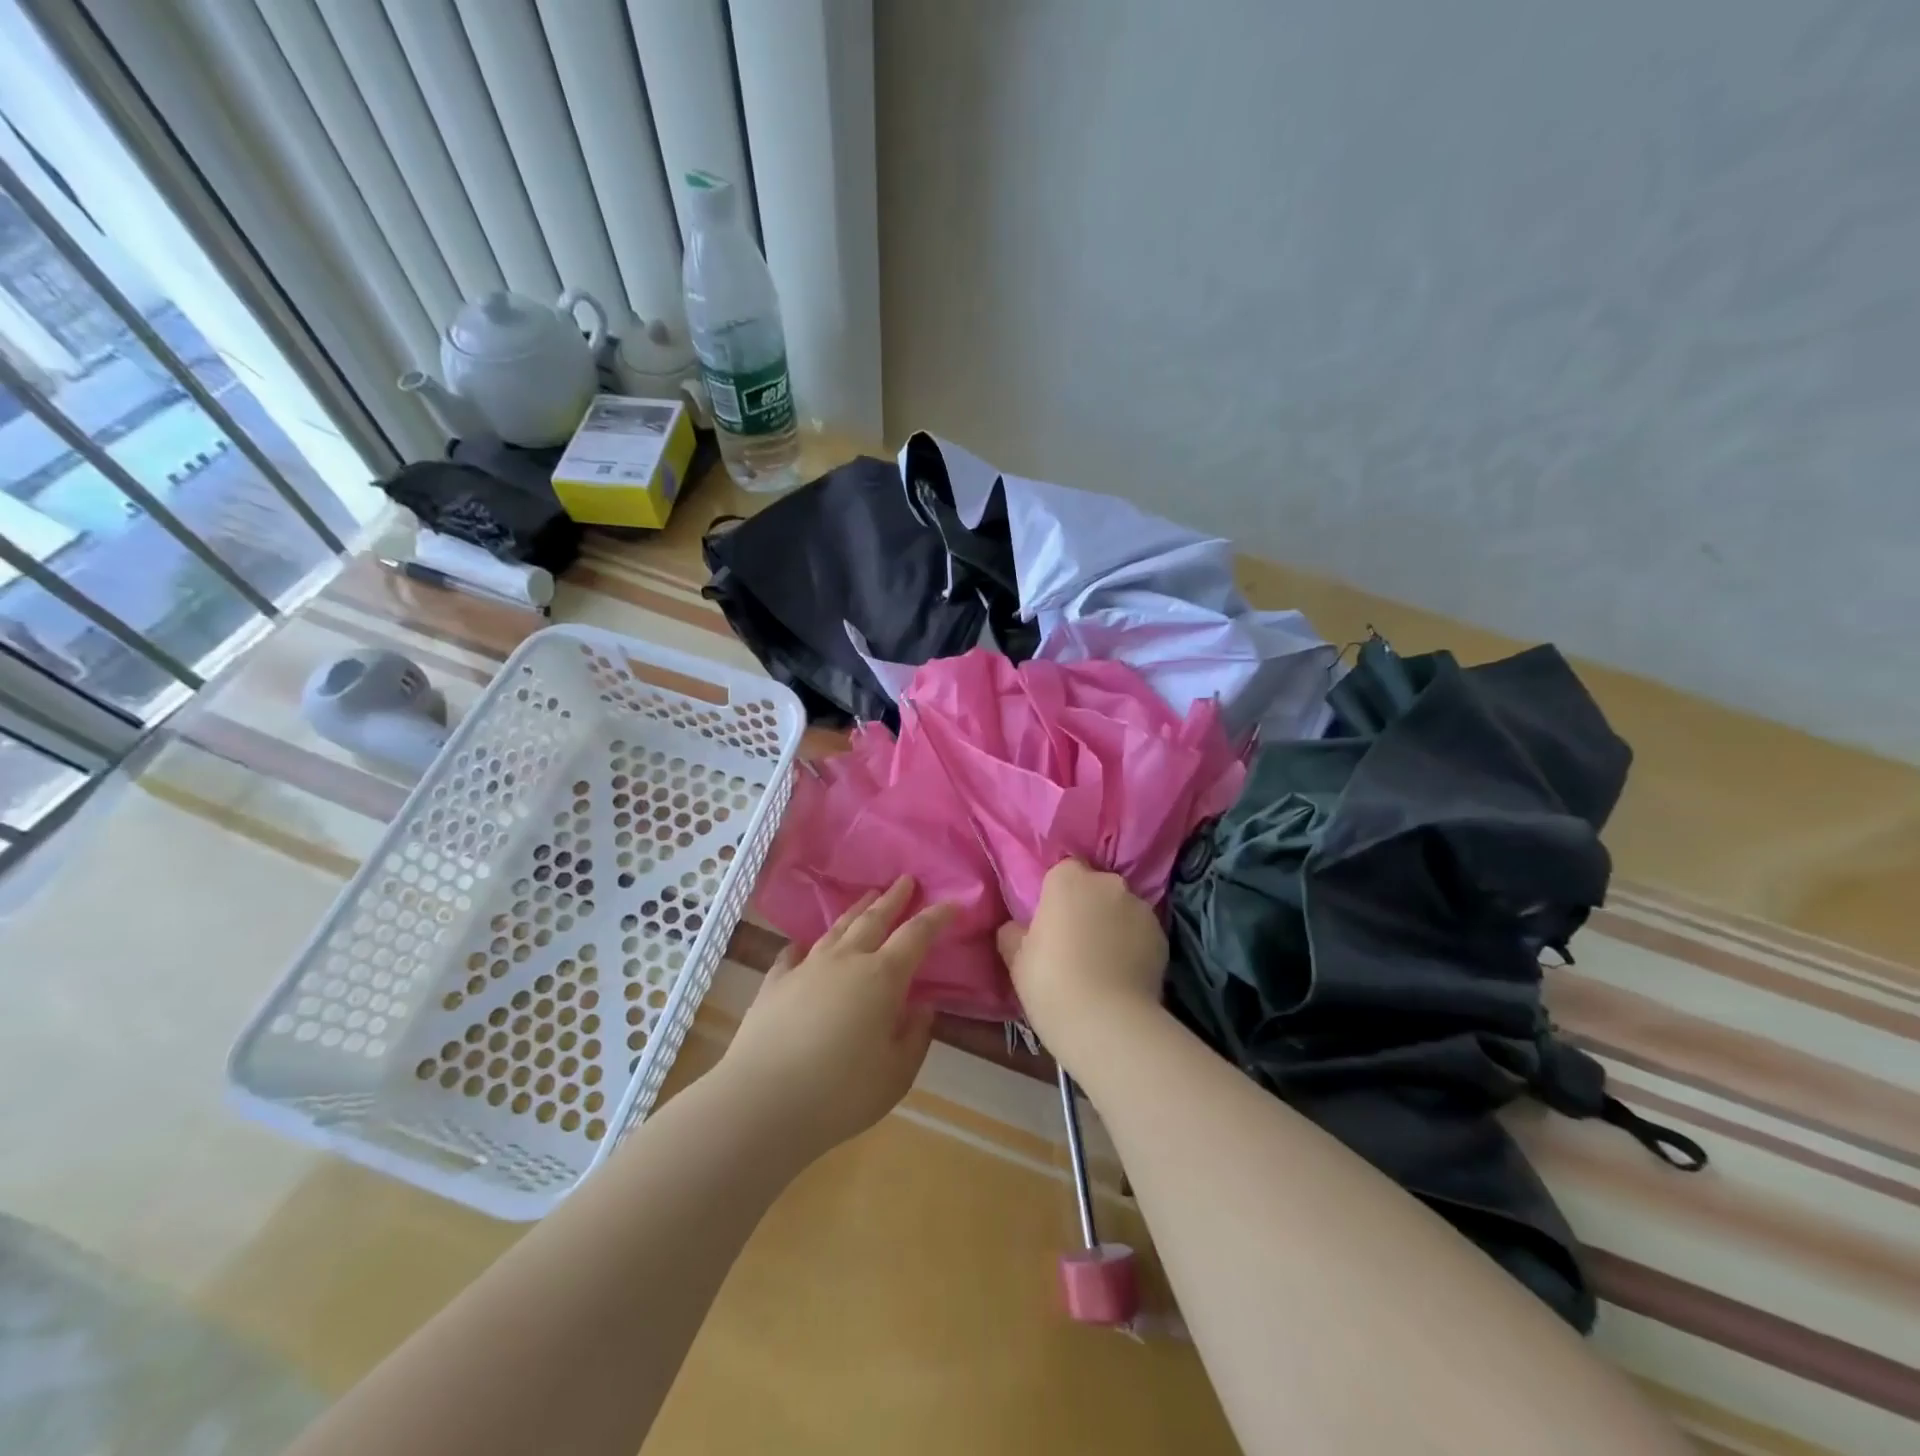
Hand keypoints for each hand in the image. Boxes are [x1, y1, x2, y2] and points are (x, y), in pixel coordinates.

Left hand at [722, 876, 951, 1158]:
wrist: (763, 1102)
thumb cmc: (841, 1093)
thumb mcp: (896, 1074)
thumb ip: (915, 1036)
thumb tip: (922, 1008)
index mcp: (882, 977)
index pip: (916, 936)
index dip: (936, 917)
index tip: (952, 902)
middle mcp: (846, 961)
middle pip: (874, 919)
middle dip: (893, 899)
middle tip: (906, 881)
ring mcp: (806, 968)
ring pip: (837, 929)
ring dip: (856, 910)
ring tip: (868, 896)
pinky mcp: (774, 984)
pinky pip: (793, 955)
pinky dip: (804, 946)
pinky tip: (803, 946)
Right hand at [997, 860, 1167, 1062]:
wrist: (1107, 1022)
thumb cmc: (1051, 982)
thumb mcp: (1015, 958)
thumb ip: (1014, 933)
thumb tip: (1016, 928)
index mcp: (1068, 880)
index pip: (1062, 872)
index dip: (1056, 896)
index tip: (1050, 922)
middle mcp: (1108, 884)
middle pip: (1095, 887)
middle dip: (1087, 906)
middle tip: (1074, 941)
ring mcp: (1140, 908)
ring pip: (1121, 909)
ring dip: (1113, 924)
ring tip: (1103, 962)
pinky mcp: (1162, 936)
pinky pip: (1141, 933)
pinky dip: (1133, 945)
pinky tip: (1123, 974)